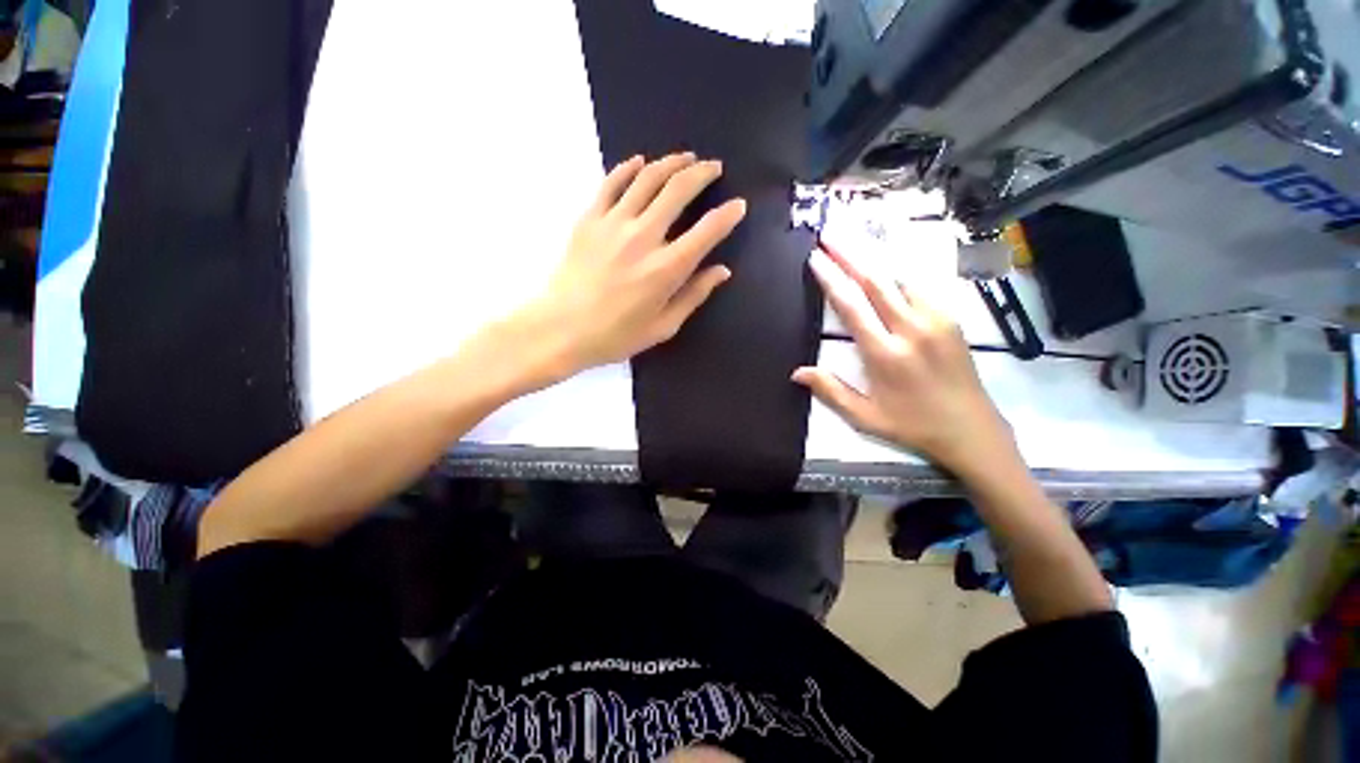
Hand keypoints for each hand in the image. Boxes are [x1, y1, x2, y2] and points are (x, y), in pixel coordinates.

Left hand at [508, 152, 745, 384]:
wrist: (561, 329)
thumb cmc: (615, 335)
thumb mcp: (663, 326)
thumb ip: (694, 295)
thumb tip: (721, 271)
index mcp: (666, 269)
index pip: (707, 231)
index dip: (727, 215)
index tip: (739, 205)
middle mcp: (644, 237)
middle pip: (678, 190)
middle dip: (702, 173)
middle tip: (714, 167)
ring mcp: (614, 223)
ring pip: (647, 178)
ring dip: (671, 163)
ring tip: (686, 158)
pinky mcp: (589, 219)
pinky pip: (611, 183)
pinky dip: (628, 168)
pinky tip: (640, 162)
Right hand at [792, 244, 1016, 477]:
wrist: (972, 431)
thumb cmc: (912, 426)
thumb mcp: (864, 417)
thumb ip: (830, 392)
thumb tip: (797, 372)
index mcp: (885, 354)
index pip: (852, 307)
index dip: (831, 279)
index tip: (815, 258)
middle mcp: (911, 329)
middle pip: (876, 281)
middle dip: (850, 253)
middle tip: (829, 233)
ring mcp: (936, 320)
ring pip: (901, 276)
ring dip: (875, 255)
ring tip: (855, 238)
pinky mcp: (952, 319)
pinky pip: (922, 285)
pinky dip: (901, 268)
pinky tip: (889, 258)